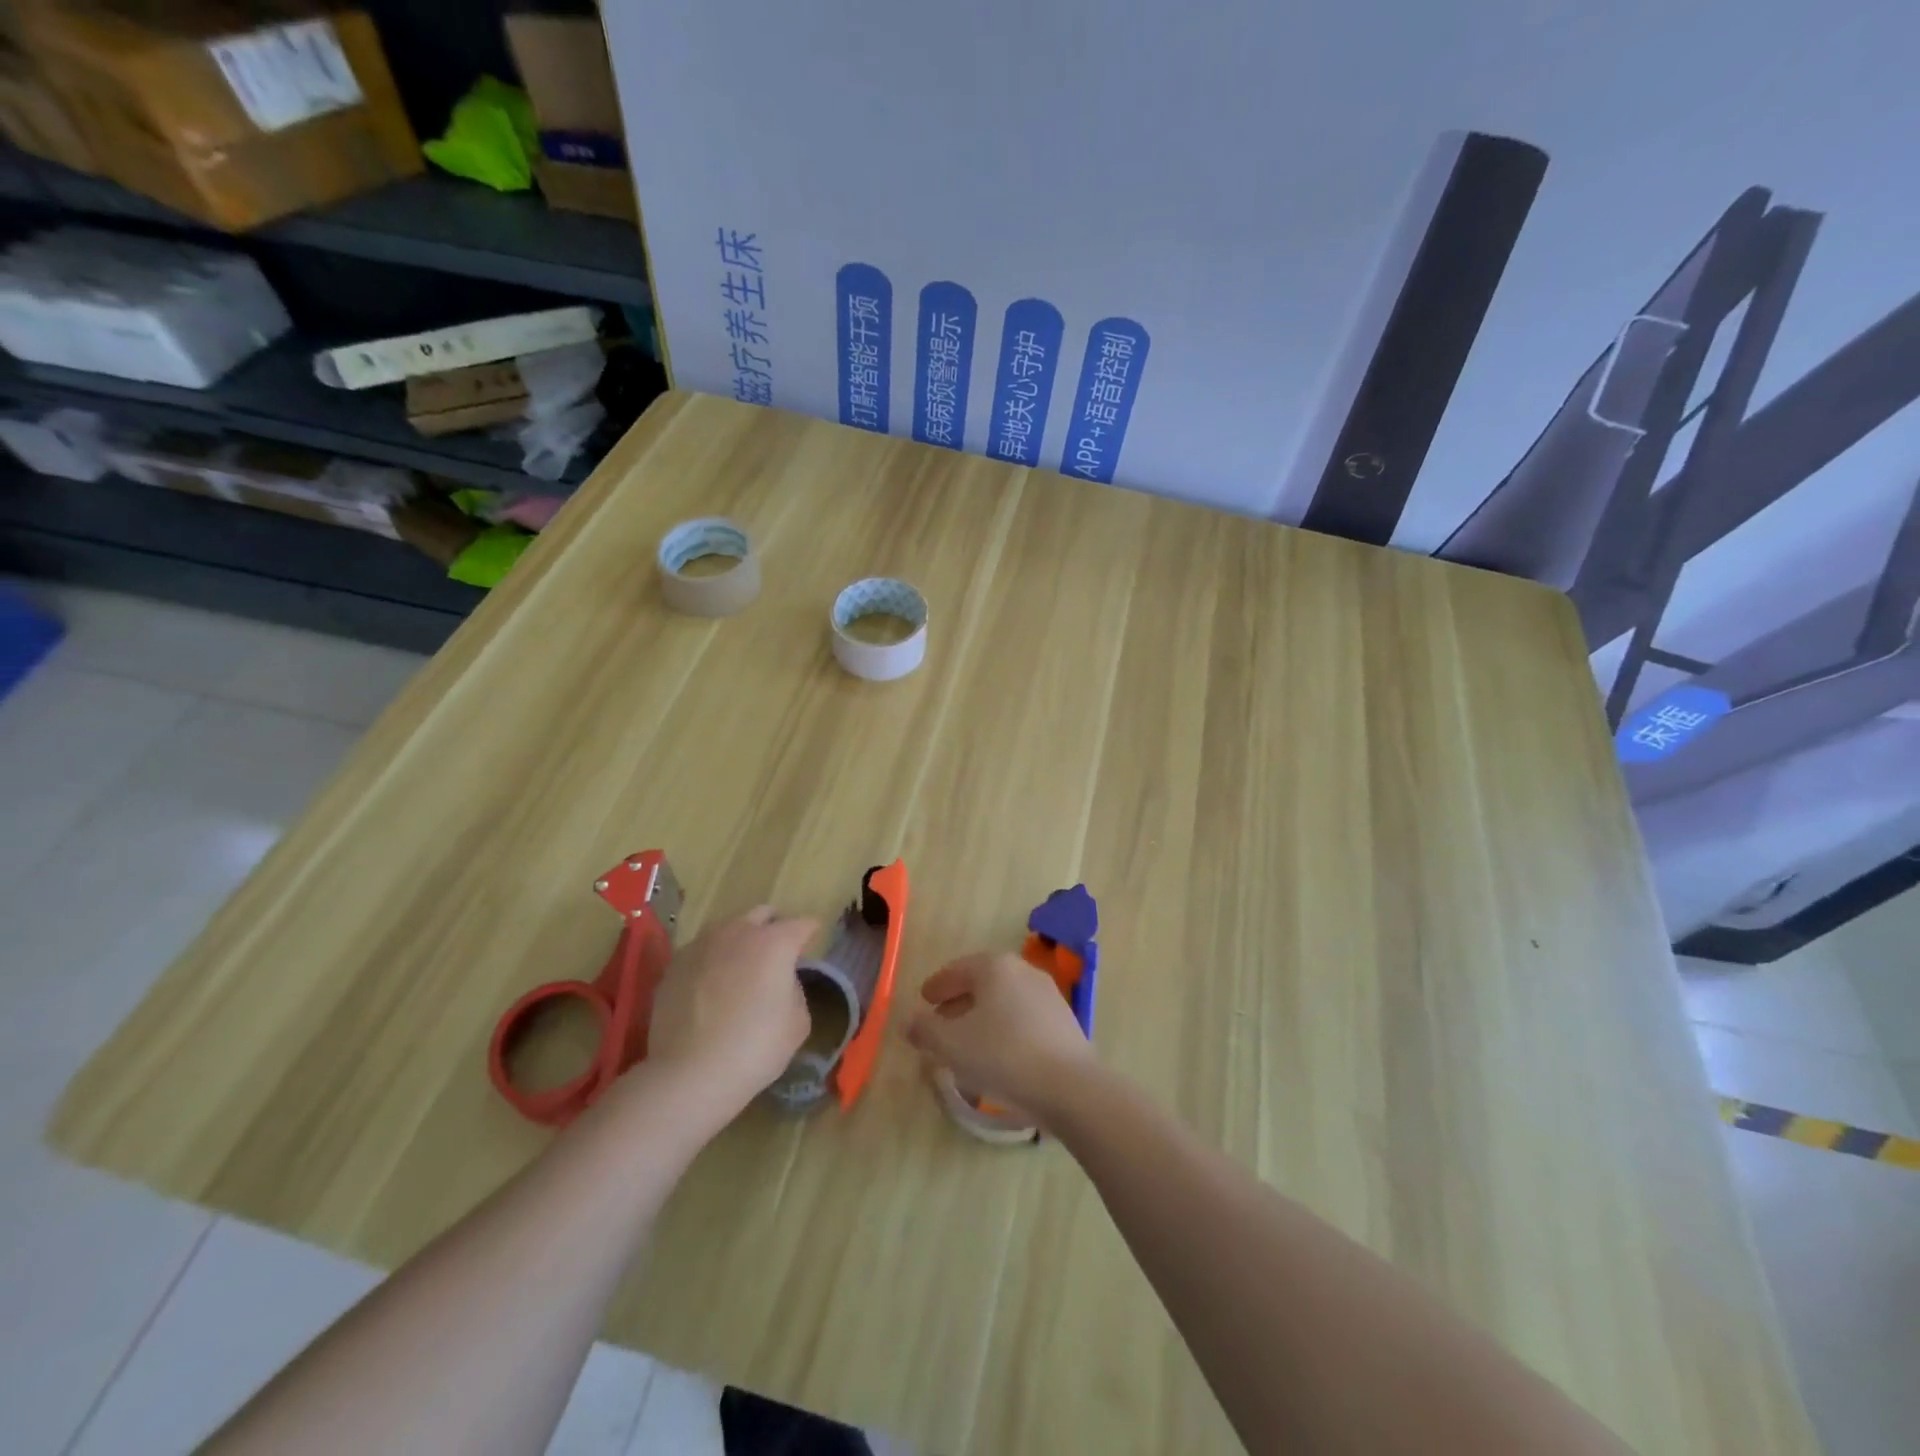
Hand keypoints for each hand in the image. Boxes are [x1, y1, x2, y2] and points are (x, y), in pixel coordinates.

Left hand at [645, 905, 816, 1123]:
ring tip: (741, 967)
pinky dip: (713, 959)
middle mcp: (739, 932)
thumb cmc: (755, 1048)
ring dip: (741, 939)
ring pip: (728, 928)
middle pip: (763, 913)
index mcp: (775, 942)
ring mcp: (702, 944)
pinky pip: (703, 950)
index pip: (802, 924)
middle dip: (774, 926)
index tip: (812, 943)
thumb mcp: (798, 1022)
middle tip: (778, 951)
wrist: (690, 1073)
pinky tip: (712, 985)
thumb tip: (782, 980)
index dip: (811, 932)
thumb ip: (795, 989)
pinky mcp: (675, 963)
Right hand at [907, 952, 1095, 1123]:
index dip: (938, 985)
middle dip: (959, 1001)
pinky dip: (1004, 1029)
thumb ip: (925, 1030)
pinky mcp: (1064, 1023)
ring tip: (966, 1042)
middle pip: (983, 983)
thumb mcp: (951, 1044)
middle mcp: (1024, 972)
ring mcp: (1048, 996)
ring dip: (982, 1017)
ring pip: (1004, 1001)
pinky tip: (996, 1056)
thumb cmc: (1002, 1055)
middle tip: (940, 1020)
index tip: (924, 999)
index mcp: (995, 967)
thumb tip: (909, 1021)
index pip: (959, 969)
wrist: (1069, 1086)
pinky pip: (1023, 1019)